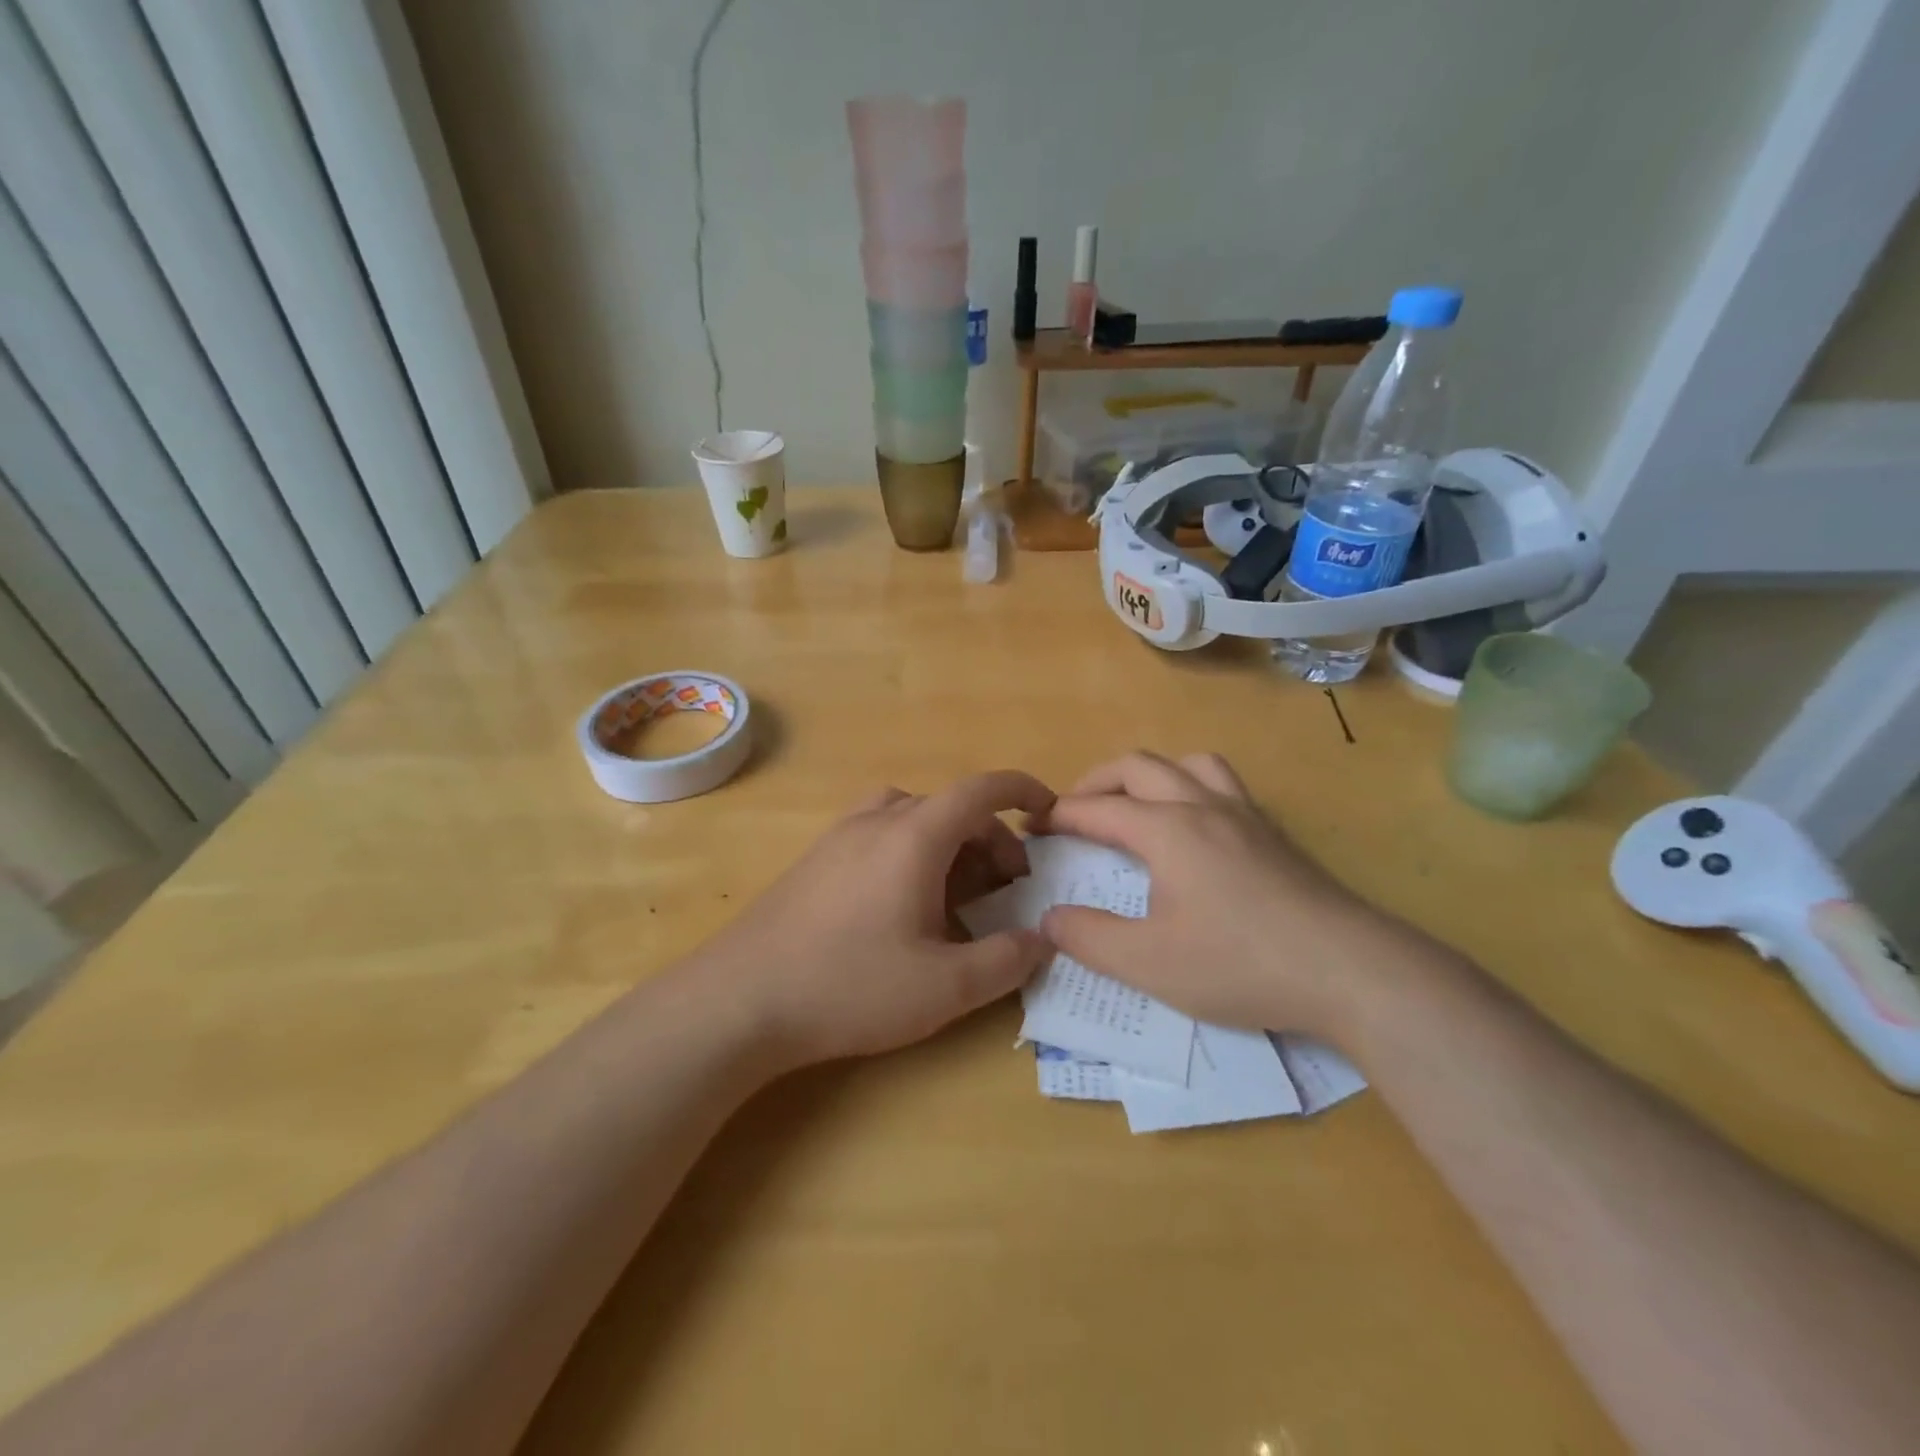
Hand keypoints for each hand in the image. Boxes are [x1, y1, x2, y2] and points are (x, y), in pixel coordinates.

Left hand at [702, 771, 1055, 1066]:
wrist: (740, 999)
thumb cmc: (850, 986)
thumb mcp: (945, 987)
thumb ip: (1006, 961)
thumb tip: (1043, 939)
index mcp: (915, 836)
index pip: (981, 790)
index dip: (1022, 791)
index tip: (1050, 812)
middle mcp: (878, 820)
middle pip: (950, 807)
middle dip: (991, 839)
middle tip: (1007, 890)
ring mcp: (840, 836)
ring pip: (912, 818)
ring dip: (948, 843)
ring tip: (957, 894)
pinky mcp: (817, 859)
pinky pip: (879, 833)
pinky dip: (910, 851)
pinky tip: (904, 904)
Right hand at [1039, 752, 1412, 1044]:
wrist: (1350, 971)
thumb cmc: (1240, 964)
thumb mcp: (1149, 963)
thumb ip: (1089, 938)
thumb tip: (1049, 918)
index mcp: (1167, 830)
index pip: (1098, 808)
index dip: (1059, 814)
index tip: (1032, 826)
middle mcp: (1203, 806)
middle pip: (1139, 766)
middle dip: (1097, 782)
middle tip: (1074, 811)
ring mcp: (1245, 816)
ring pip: (1189, 764)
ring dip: (1151, 775)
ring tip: (1137, 806)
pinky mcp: (1274, 835)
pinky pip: (1223, 786)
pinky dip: (1191, 789)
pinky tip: (1196, 830)